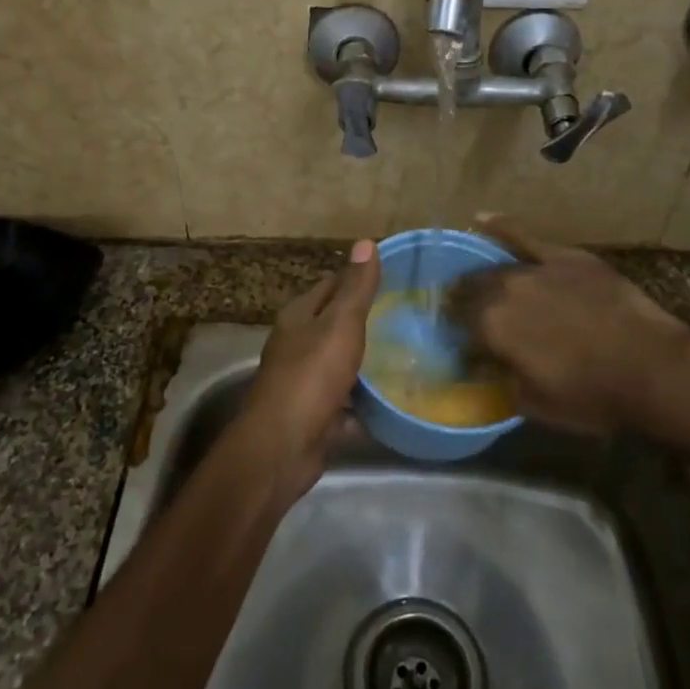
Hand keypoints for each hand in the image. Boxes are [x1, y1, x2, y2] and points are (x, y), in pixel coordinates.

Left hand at [237, 239, 381, 496]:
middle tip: (406, 316)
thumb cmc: (312, 375)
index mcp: (298, 316)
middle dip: (364, 320)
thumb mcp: (340, 324)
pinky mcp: (314, 414)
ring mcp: (303, 381)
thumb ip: (356, 287)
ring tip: (406, 355)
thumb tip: (366, 242)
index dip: (357, 277)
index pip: (330, 284)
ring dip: (365, 361)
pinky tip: (391, 400)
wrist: (283, 446)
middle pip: (333, 323)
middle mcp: (296, 344)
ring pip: (339, 363)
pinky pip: (345, 401)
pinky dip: (364, 401)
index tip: (392, 276)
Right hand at [450, 215, 689, 435]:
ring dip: (480, 277)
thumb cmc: (591, 397)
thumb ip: (502, 382)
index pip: (458, 328)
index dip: (457, 338)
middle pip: (470, 292)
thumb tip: (489, 369)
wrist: (652, 369)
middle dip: (462, 304)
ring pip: (494, 268)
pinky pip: (524, 236)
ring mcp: (535, 269)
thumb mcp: (534, 404)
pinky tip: (481, 218)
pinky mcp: (565, 257)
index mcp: (492, 328)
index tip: (462, 348)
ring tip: (473, 283)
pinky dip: (500, 227)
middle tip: (465, 317)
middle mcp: (504, 291)